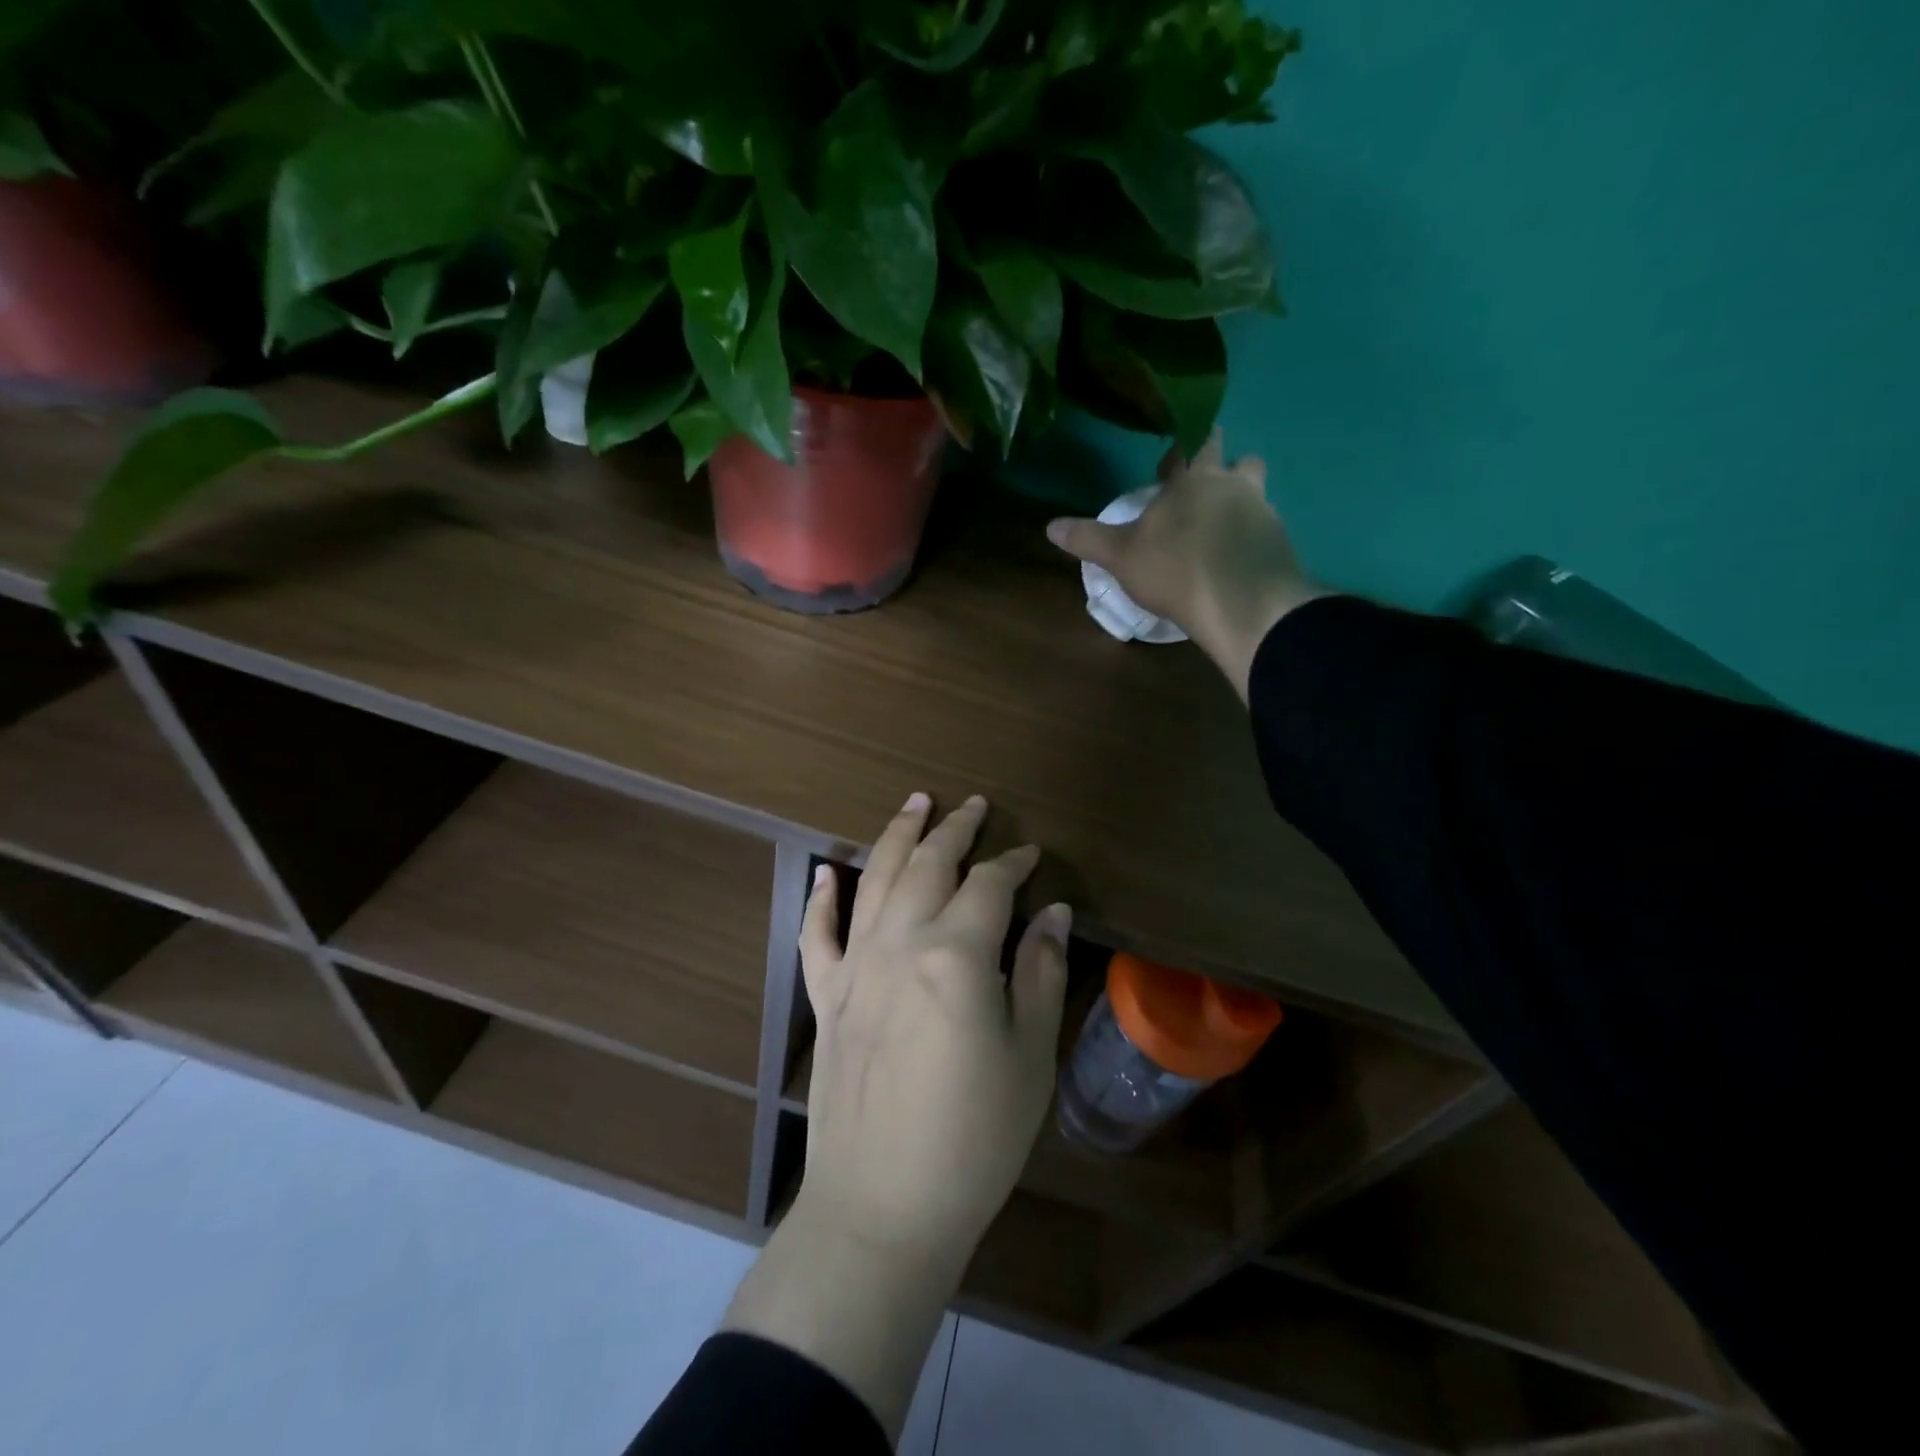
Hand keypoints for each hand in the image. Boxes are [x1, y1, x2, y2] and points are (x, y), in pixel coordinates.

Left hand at [721, 793, 1069, 1439]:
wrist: (882, 1206)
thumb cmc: (974, 1138)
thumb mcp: (1029, 1055)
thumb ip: (1039, 972)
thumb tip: (1052, 912)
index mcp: (955, 954)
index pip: (989, 885)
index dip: (1014, 863)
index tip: (1031, 853)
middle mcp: (899, 943)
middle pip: (928, 865)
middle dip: (954, 830)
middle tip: (973, 805)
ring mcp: (854, 967)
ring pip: (874, 880)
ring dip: (896, 837)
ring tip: (913, 804)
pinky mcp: (825, 998)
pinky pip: (817, 935)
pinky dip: (821, 900)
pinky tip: (825, 872)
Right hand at [1046, 431, 1328, 699]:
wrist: (1240, 602)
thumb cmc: (1174, 568)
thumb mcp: (1120, 556)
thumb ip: (1088, 539)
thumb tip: (1049, 526)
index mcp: (1193, 480)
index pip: (1190, 447)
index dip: (1180, 453)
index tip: (1170, 465)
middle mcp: (1233, 486)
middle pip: (1239, 459)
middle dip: (1224, 466)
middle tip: (1206, 489)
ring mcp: (1263, 513)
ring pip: (1259, 492)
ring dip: (1244, 500)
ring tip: (1225, 527)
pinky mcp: (1281, 543)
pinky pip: (1267, 530)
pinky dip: (1254, 538)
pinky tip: (1239, 560)